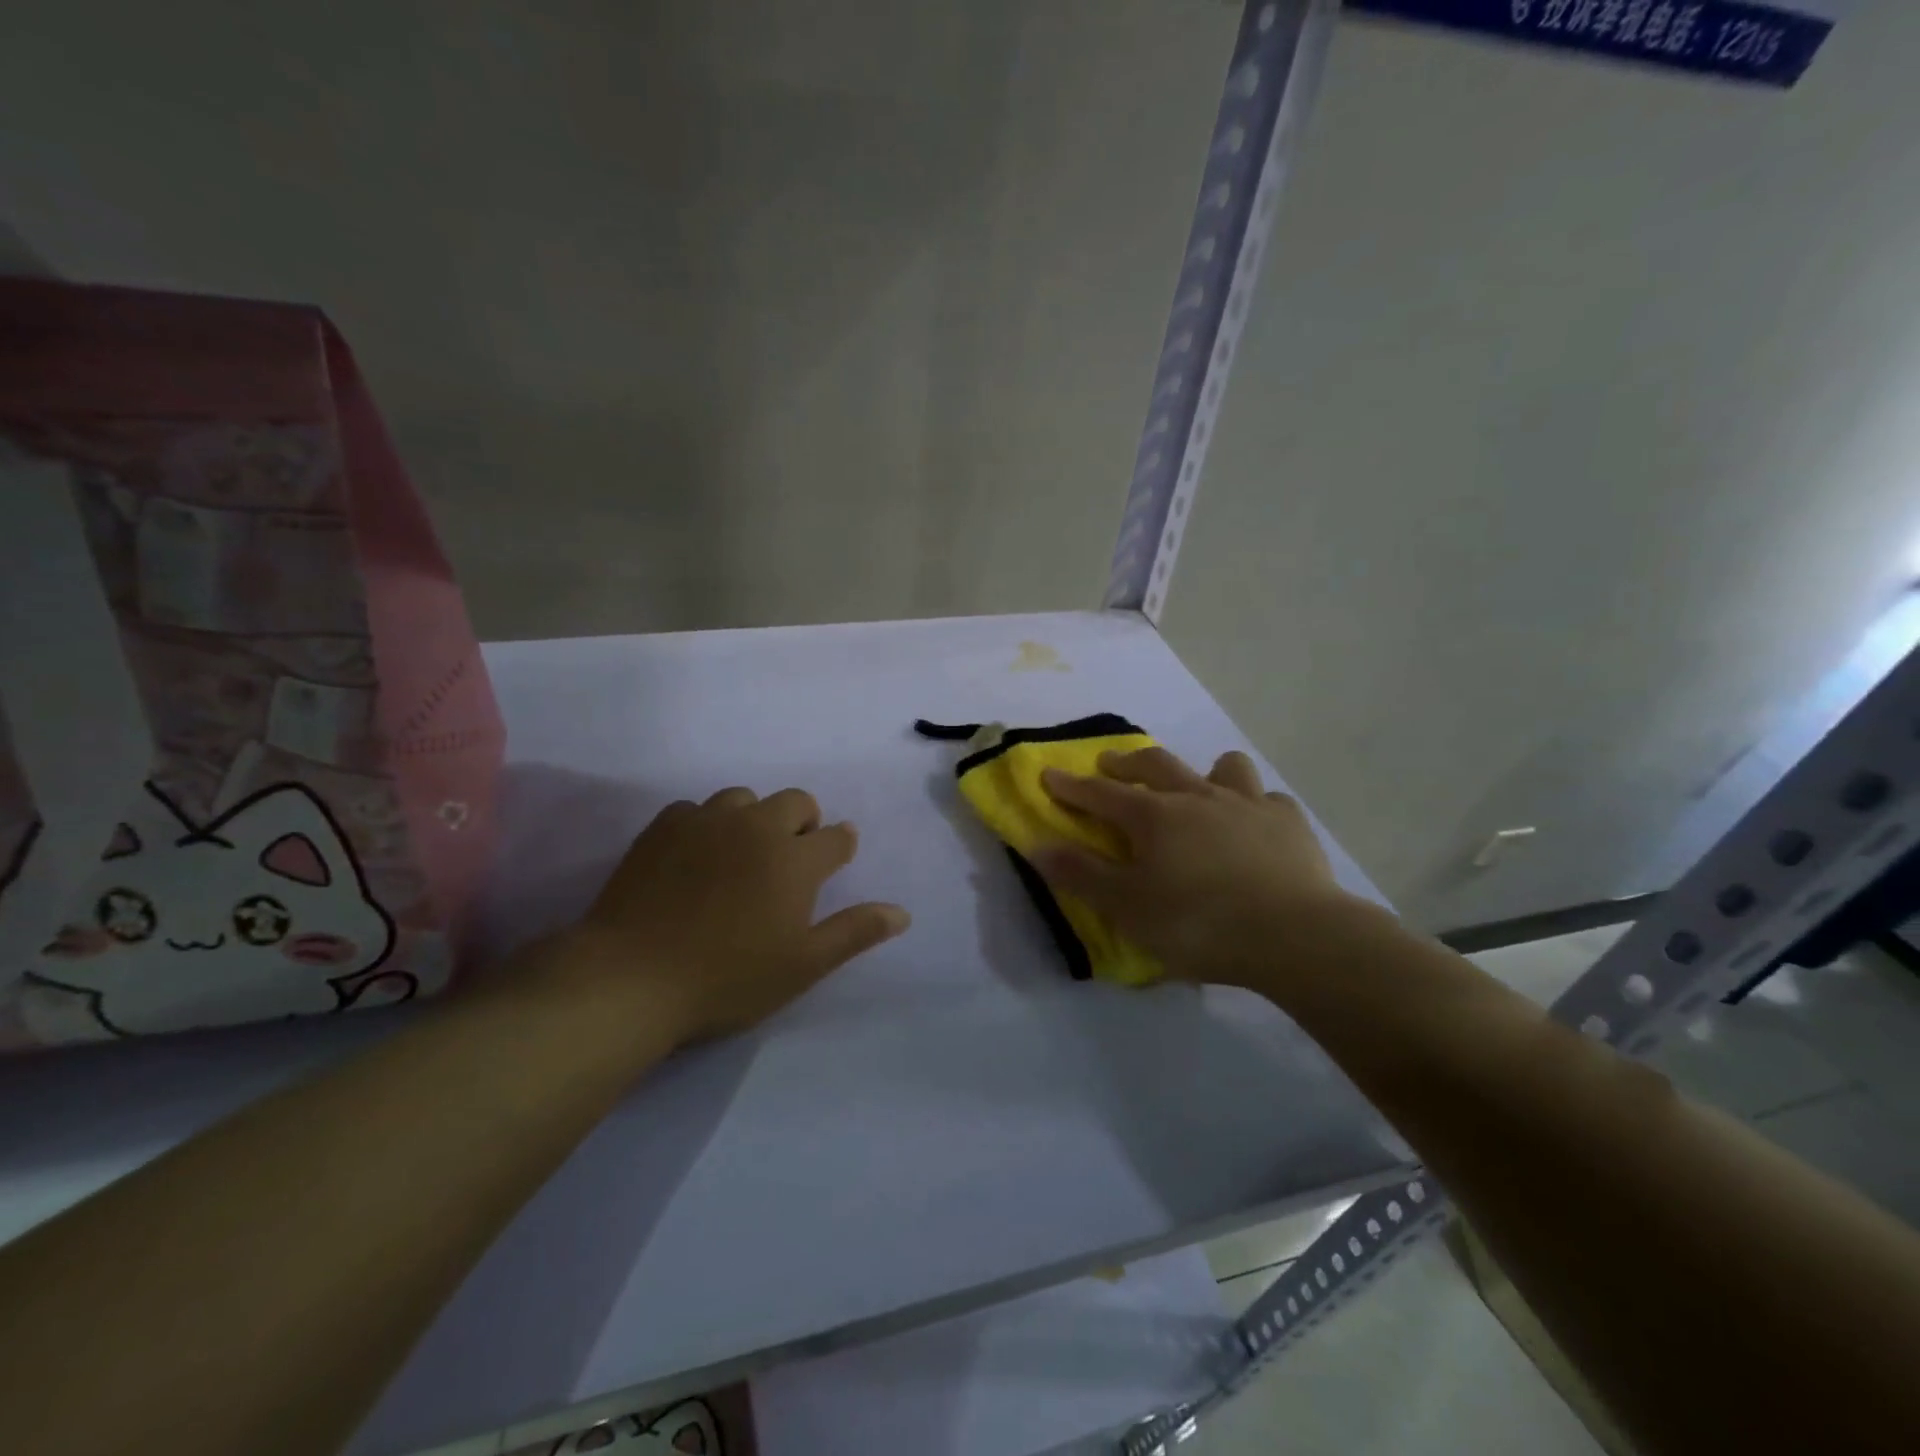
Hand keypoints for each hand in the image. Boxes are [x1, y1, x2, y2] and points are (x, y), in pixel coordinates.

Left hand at [558, 787, 909, 1043]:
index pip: (836, 837)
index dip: (841, 847)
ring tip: (741, 855)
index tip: (835, 860)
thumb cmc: (727, 978)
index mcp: (795, 859)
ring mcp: (706, 822)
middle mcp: (756, 827)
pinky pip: (695, 809)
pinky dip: (705, 825)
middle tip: (790, 861)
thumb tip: (902, 913)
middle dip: (804, 823)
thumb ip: (854, 933)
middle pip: (796, 801)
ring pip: (744, 799)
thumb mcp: (802, 965)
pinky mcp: (663, 827)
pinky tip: (694, 858)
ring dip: (754, 819)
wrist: (630, 978)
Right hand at [1033, 748, 1364, 995]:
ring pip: (1223, 768)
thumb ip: (1081, 875)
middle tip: (1110, 763)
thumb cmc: (1199, 923)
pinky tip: (1255, 826)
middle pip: (1156, 765)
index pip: (1100, 793)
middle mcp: (1197, 797)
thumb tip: (1039, 845)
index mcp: (1154, 816)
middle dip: (1126, 762)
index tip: (1049, 775)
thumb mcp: (1127, 908)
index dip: (1071, 786)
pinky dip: (1255, 806)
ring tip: (1199, 786)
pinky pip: (1268, 799)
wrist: (1295, 936)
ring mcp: (1248, 804)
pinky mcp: (1289, 823)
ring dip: (1203, 771)